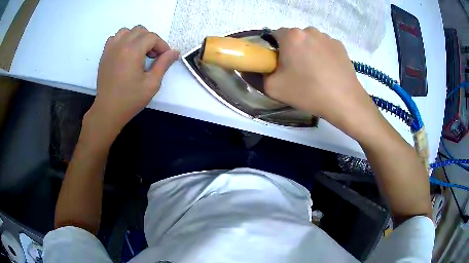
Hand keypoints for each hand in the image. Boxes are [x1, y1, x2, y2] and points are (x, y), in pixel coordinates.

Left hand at [84, 25, 178, 142]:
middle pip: (140, 31)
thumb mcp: (152, 83)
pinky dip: (123, 40)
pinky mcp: (104, 54)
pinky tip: (126, 53)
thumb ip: (164, 64)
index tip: (164, 58)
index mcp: (133, 50)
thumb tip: (175, 51)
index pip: (152, 37)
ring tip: (138, 52)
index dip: (162, 46)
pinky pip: (115, 38)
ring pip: (127, 31)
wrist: (108, 110)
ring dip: (136, 38)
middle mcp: (121, 45)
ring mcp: (110, 48)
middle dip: (150, 40)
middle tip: (152, 56)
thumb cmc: (130, 99)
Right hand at [264, 27, 380, 138]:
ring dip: (308, 52)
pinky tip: (328, 72)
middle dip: (291, 50)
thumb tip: (256, 68)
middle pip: (293, 37)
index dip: (273, 50)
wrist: (345, 102)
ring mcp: (327, 37)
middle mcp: (309, 30)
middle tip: (297, 72)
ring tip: (315, 73)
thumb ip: (258, 74)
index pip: (273, 35)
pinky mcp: (340, 46)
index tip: (279, 65)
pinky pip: (324, 47)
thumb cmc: (308, 92)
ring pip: (310, 41)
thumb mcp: (273, 88)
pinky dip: (322, 55)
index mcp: (291, 35)